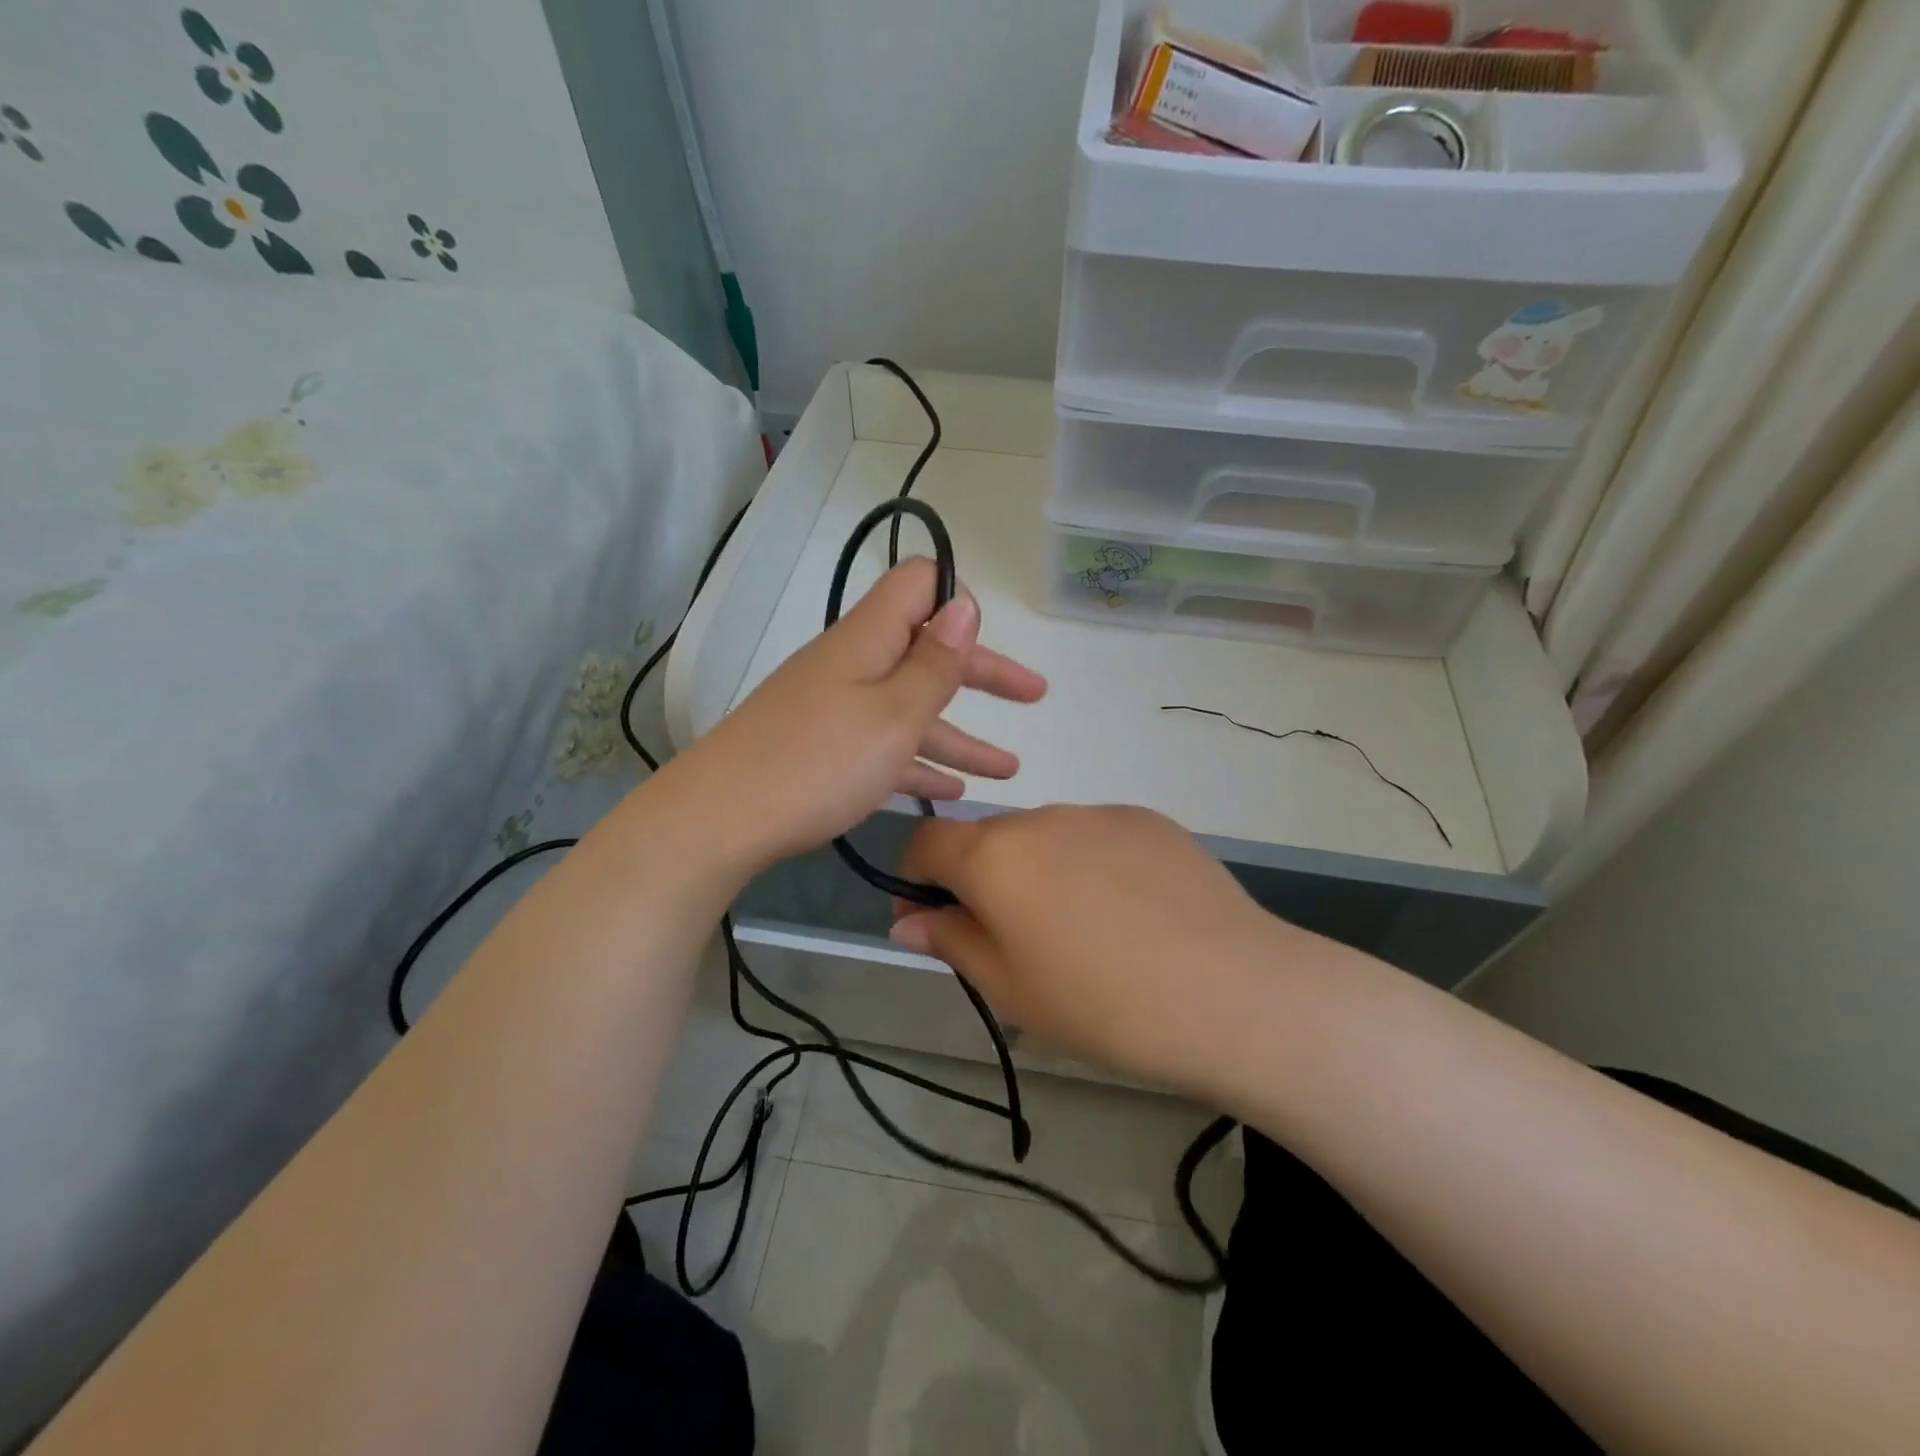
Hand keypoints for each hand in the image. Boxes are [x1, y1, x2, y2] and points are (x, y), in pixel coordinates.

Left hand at [674, 557, 1045, 870]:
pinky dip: (918, 763)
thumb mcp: (893, 714)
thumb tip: (963, 602)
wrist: (720, 820)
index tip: (989, 634)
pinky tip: (950, 792)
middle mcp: (851, 665)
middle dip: (983, 673)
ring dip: (960, 736)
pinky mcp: (821, 750)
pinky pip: (883, 747)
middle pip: (925, 653)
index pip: (916, 584)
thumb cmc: (819, 762)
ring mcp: (834, 709)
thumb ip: (934, 662)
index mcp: (868, 640)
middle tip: (1035, 695)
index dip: (955, 598)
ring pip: (910, 710)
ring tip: (1009, 770)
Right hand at [889, 806, 1310, 1091]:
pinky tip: (1131, 913)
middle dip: (983, 879)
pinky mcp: (1150, 820)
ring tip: (1084, 931)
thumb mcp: (1010, 988)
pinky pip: (1098, 837)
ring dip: (1041, 871)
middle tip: (1016, 940)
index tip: (933, 917)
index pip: (927, 840)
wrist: (1231, 993)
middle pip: (989, 838)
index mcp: (995, 855)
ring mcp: (1100, 813)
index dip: (916, 875)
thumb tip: (908, 920)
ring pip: (1046, 837)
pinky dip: (1092, 865)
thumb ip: (951, 942)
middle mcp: (1042, 817)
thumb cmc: (1102, 1005)